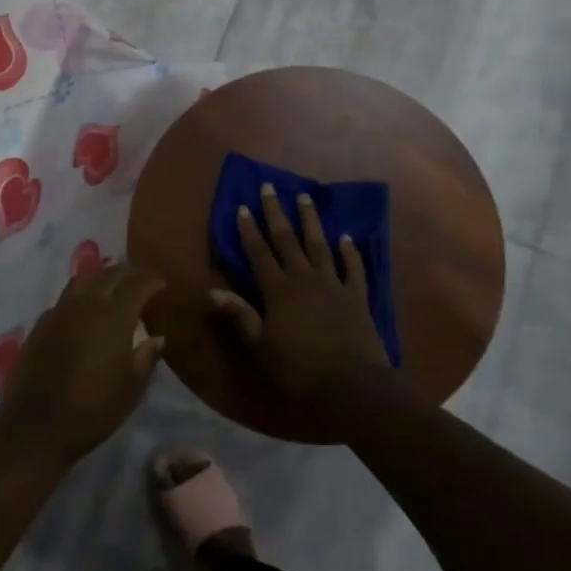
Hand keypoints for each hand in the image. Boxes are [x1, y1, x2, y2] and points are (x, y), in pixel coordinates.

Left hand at [0, 263, 165, 464]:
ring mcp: (60, 311)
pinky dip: (82, 293)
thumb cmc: (92, 410)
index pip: (137, 285)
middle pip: (110, 275)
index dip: (151, 281)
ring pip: (85, 280)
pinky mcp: (41, 324)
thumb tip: (157, 337)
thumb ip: (146, 357)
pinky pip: (66, 297)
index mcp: (114, 316)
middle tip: (141, 280)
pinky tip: (85, 308)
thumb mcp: (131, 388)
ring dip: (103, 277)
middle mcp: (87, 304)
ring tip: (114, 285)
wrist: (35, 426)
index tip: (161, 284)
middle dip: (129, 273)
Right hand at [213, 183, 389, 407]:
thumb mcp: (261, 346)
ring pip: (320, 245)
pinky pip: (354, 267)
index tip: (243, 206)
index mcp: (278, 291)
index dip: (250, 230)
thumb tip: (214, 291)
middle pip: (287, 240)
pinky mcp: (357, 295)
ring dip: (311, 221)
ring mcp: (333, 284)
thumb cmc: (299, 368)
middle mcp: (304, 278)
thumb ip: (241, 316)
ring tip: (305, 197)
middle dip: (276, 213)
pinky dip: (350, 251)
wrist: (351, 383)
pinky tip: (347, 238)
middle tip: (270, 187)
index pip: (259, 253)